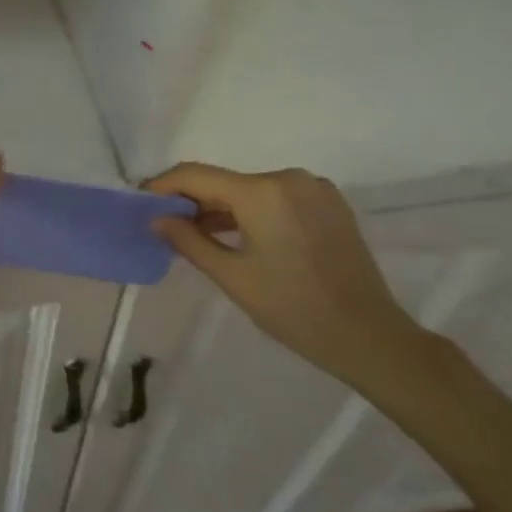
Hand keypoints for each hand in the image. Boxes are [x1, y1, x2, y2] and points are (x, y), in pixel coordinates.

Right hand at [147, 163, 424, 386]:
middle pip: (225, 181)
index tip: (142, 202)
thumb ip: (188, 240)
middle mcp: (287, 177)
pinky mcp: (330, 203)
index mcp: (261, 191)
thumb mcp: (232, 277)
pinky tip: (243, 236)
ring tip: (201, 233)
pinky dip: (254, 211)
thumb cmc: (293, 309)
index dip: (163, 186)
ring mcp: (313, 188)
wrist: (370, 337)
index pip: (196, 175)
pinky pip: (277, 197)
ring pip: (251, 189)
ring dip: (224, 207)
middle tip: (168, 224)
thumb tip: (156, 218)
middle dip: (194, 200)